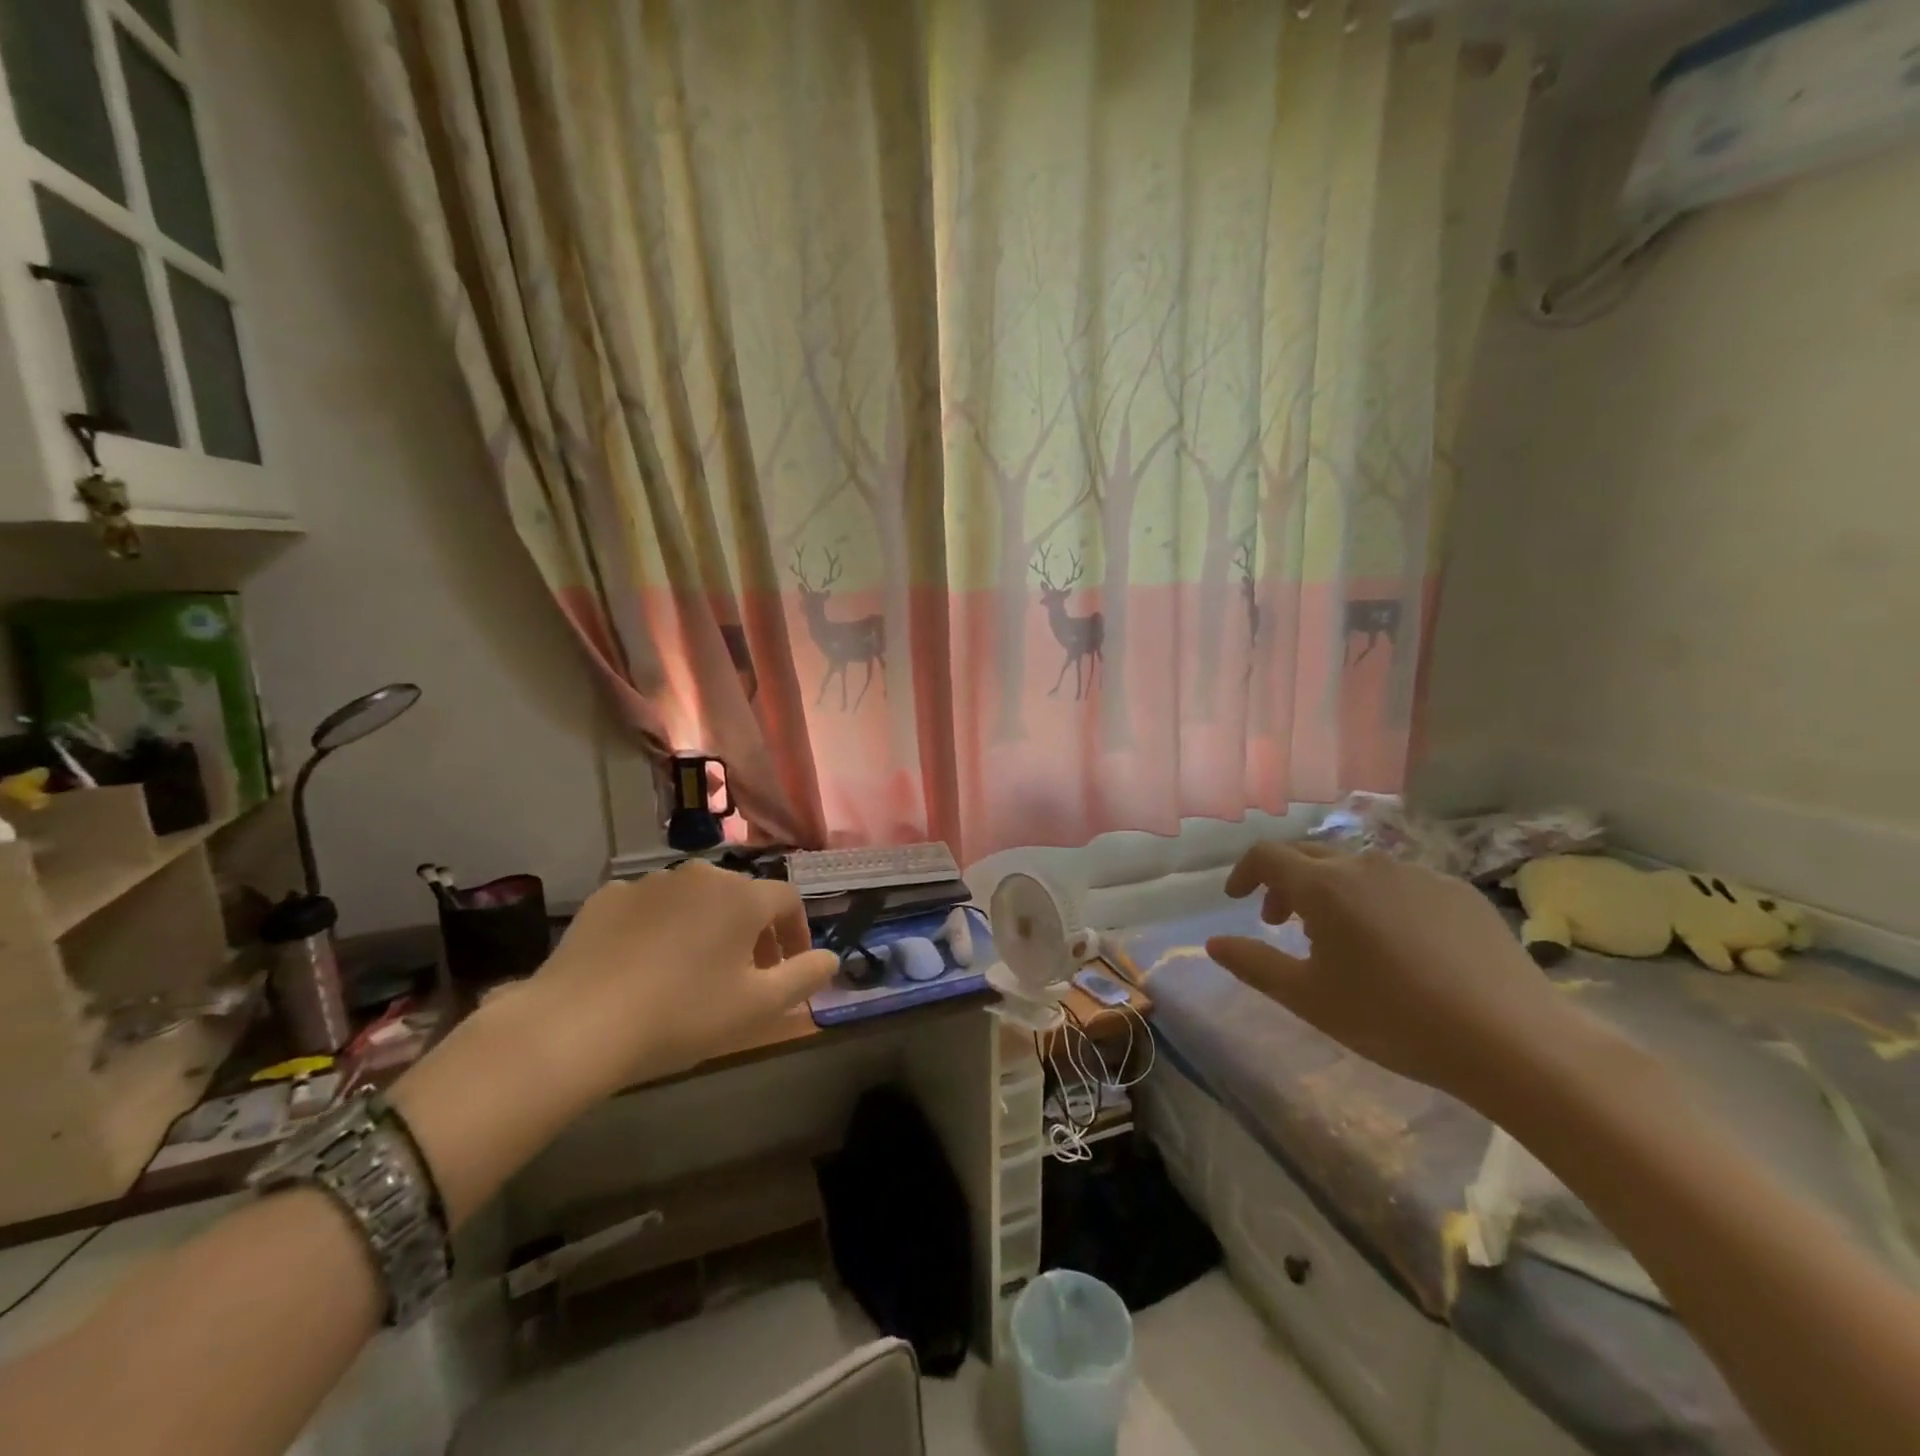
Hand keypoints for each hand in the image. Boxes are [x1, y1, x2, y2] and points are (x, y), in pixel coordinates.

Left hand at [529, 862, 839, 1093]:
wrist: (575, 1026)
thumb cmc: (680, 1015)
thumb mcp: (757, 1007)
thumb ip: (804, 977)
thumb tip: (832, 958)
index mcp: (741, 896)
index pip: (788, 899)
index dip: (796, 931)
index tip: (790, 967)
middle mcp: (700, 875)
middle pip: (741, 897)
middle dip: (752, 932)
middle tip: (744, 977)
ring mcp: (649, 882)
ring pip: (694, 900)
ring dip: (706, 928)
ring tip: (692, 973)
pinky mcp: (607, 897)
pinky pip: (649, 907)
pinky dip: (660, 929)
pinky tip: (644, 967)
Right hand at [1205, 842, 1587, 1107]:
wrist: (1513, 1041)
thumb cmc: (1394, 1019)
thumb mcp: (1309, 999)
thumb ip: (1253, 965)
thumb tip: (1213, 943)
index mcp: (1324, 886)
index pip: (1267, 855)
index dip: (1244, 872)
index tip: (1237, 899)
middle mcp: (1366, 865)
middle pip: (1310, 856)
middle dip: (1285, 884)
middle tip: (1281, 923)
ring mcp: (1418, 873)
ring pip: (1357, 869)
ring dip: (1332, 892)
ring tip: (1341, 938)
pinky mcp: (1458, 891)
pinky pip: (1401, 884)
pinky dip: (1379, 901)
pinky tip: (1399, 946)